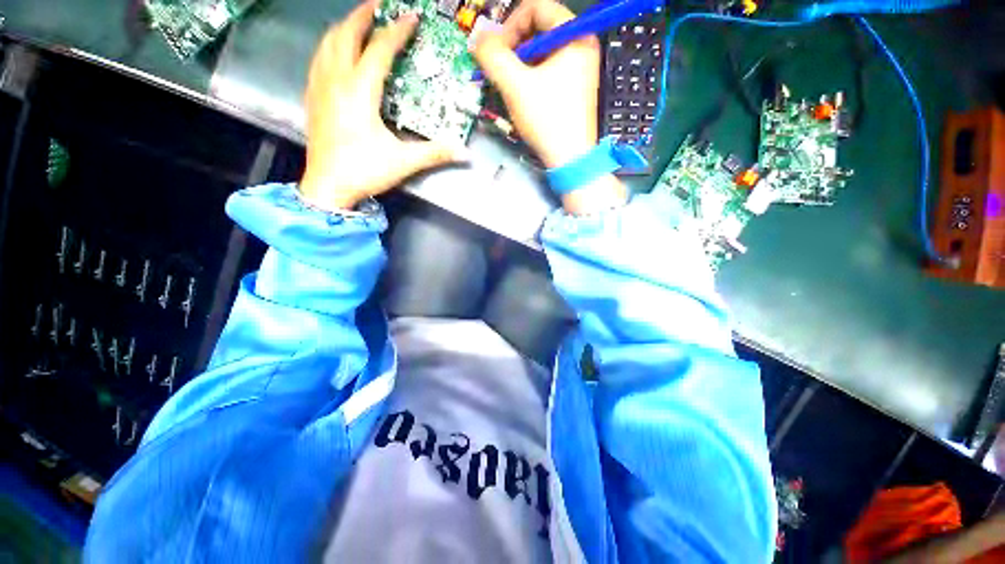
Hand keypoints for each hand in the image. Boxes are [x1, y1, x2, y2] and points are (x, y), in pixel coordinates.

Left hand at [300, 0, 464, 210]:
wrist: (327, 186)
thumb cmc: (364, 171)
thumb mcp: (404, 162)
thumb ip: (435, 153)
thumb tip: (464, 152)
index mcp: (359, 91)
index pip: (380, 49)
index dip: (397, 31)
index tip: (411, 17)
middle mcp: (336, 80)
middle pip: (346, 34)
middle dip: (363, 15)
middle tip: (379, 5)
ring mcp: (320, 86)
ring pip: (328, 43)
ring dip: (344, 27)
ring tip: (359, 22)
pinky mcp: (312, 97)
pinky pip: (318, 59)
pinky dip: (330, 46)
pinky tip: (337, 51)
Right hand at [473, 0, 625, 213]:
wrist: (570, 159)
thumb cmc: (548, 121)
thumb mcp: (515, 85)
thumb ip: (492, 56)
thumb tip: (478, 39)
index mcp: (574, 35)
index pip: (535, 8)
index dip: (509, 27)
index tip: (496, 53)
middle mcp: (581, 45)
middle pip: (537, 30)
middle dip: (513, 51)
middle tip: (501, 74)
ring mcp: (580, 68)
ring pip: (540, 54)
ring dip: (520, 68)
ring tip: (512, 90)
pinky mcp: (575, 87)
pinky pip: (548, 71)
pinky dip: (531, 79)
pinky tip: (524, 98)